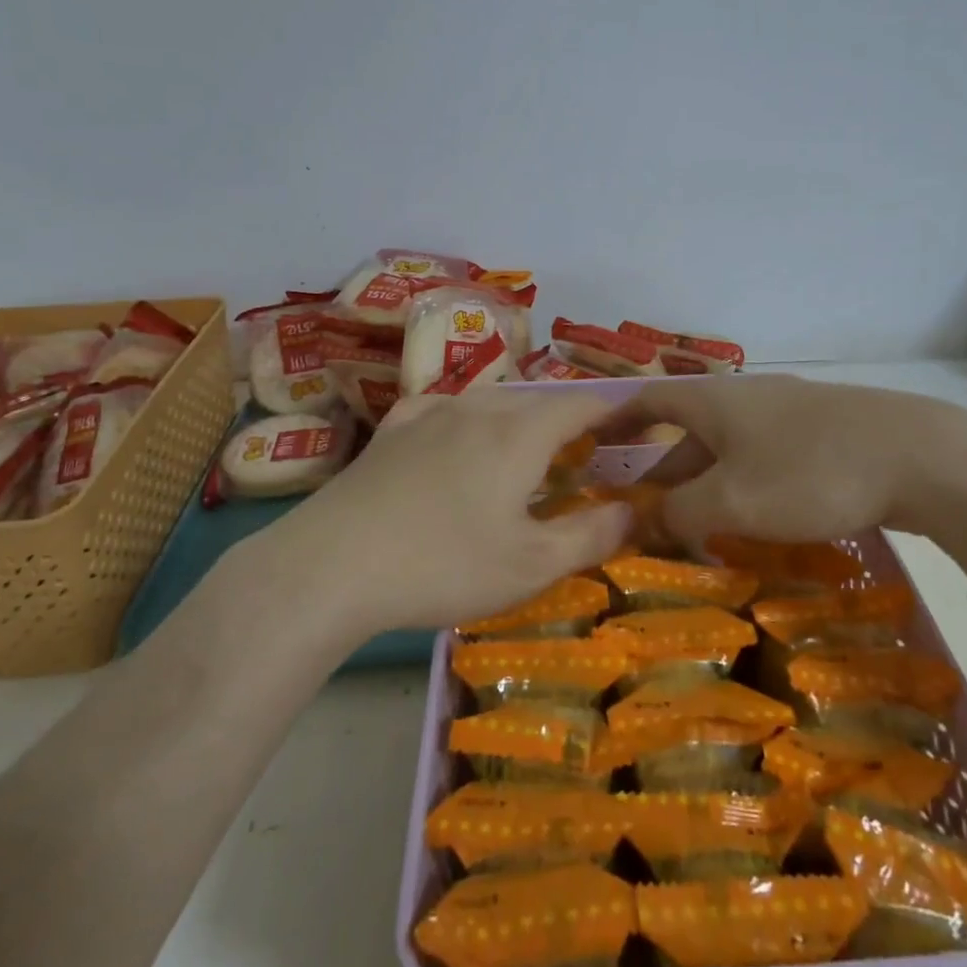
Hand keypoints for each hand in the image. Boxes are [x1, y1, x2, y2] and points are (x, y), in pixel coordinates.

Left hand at [276, 388, 631, 636]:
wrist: (334, 564)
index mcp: (519, 433)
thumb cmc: (445, 565)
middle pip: (535, 401)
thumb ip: (590, 535)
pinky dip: (466, 419)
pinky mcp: (393, 430)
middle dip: (566, 420)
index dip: (612, 410)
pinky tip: (455, 435)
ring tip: (523, 449)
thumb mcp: (531, 565)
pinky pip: (443, 408)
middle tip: (581, 454)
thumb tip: (632, 511)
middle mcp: (478, 408)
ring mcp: (429, 413)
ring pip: (489, 401)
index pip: (580, 404)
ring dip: (517, 419)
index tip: (631, 422)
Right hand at [611, 374, 966, 551]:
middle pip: (689, 431)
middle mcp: (745, 396)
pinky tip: (756, 518)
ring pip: (729, 447)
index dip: (618, 421)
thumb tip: (647, 521)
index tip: (594, 444)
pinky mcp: (824, 431)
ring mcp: (788, 411)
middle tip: (646, 514)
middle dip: (664, 471)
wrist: (918, 455)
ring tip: (696, 526)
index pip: (649, 401)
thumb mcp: (733, 501)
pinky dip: (744, 484)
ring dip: (706, 483)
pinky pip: (765, 455)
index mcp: (714, 401)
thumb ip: (681, 513)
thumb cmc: (808, 472)